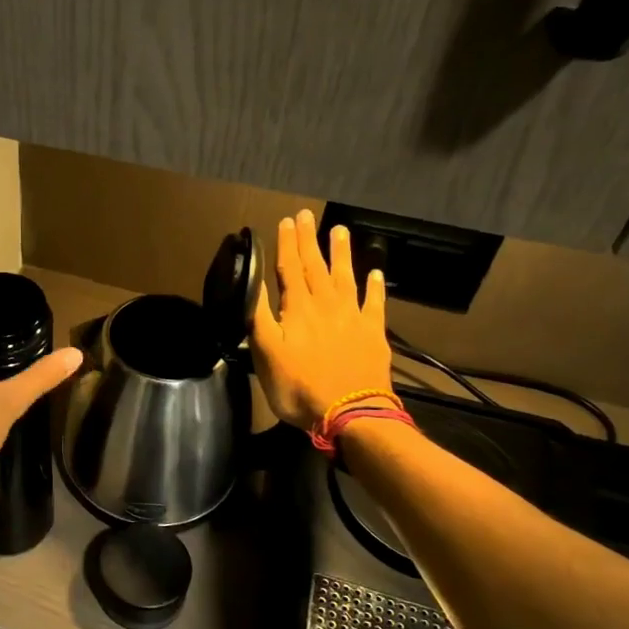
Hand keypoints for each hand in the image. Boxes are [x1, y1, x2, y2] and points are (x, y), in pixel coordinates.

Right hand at [251, 210, 393, 430]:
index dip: (287, 244)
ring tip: (339, 231)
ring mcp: (353, 317)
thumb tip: (252, 283)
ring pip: (346, 277)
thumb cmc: (299, 387)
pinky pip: (374, 303)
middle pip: (316, 266)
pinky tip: (375, 273)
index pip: (290, 269)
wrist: (350, 414)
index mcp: (298, 309)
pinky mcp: (373, 334)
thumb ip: (259, 316)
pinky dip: (374, 287)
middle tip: (307, 215)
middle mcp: (326, 305)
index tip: (287, 221)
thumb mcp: (266, 353)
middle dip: (309, 240)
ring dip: (341, 253)